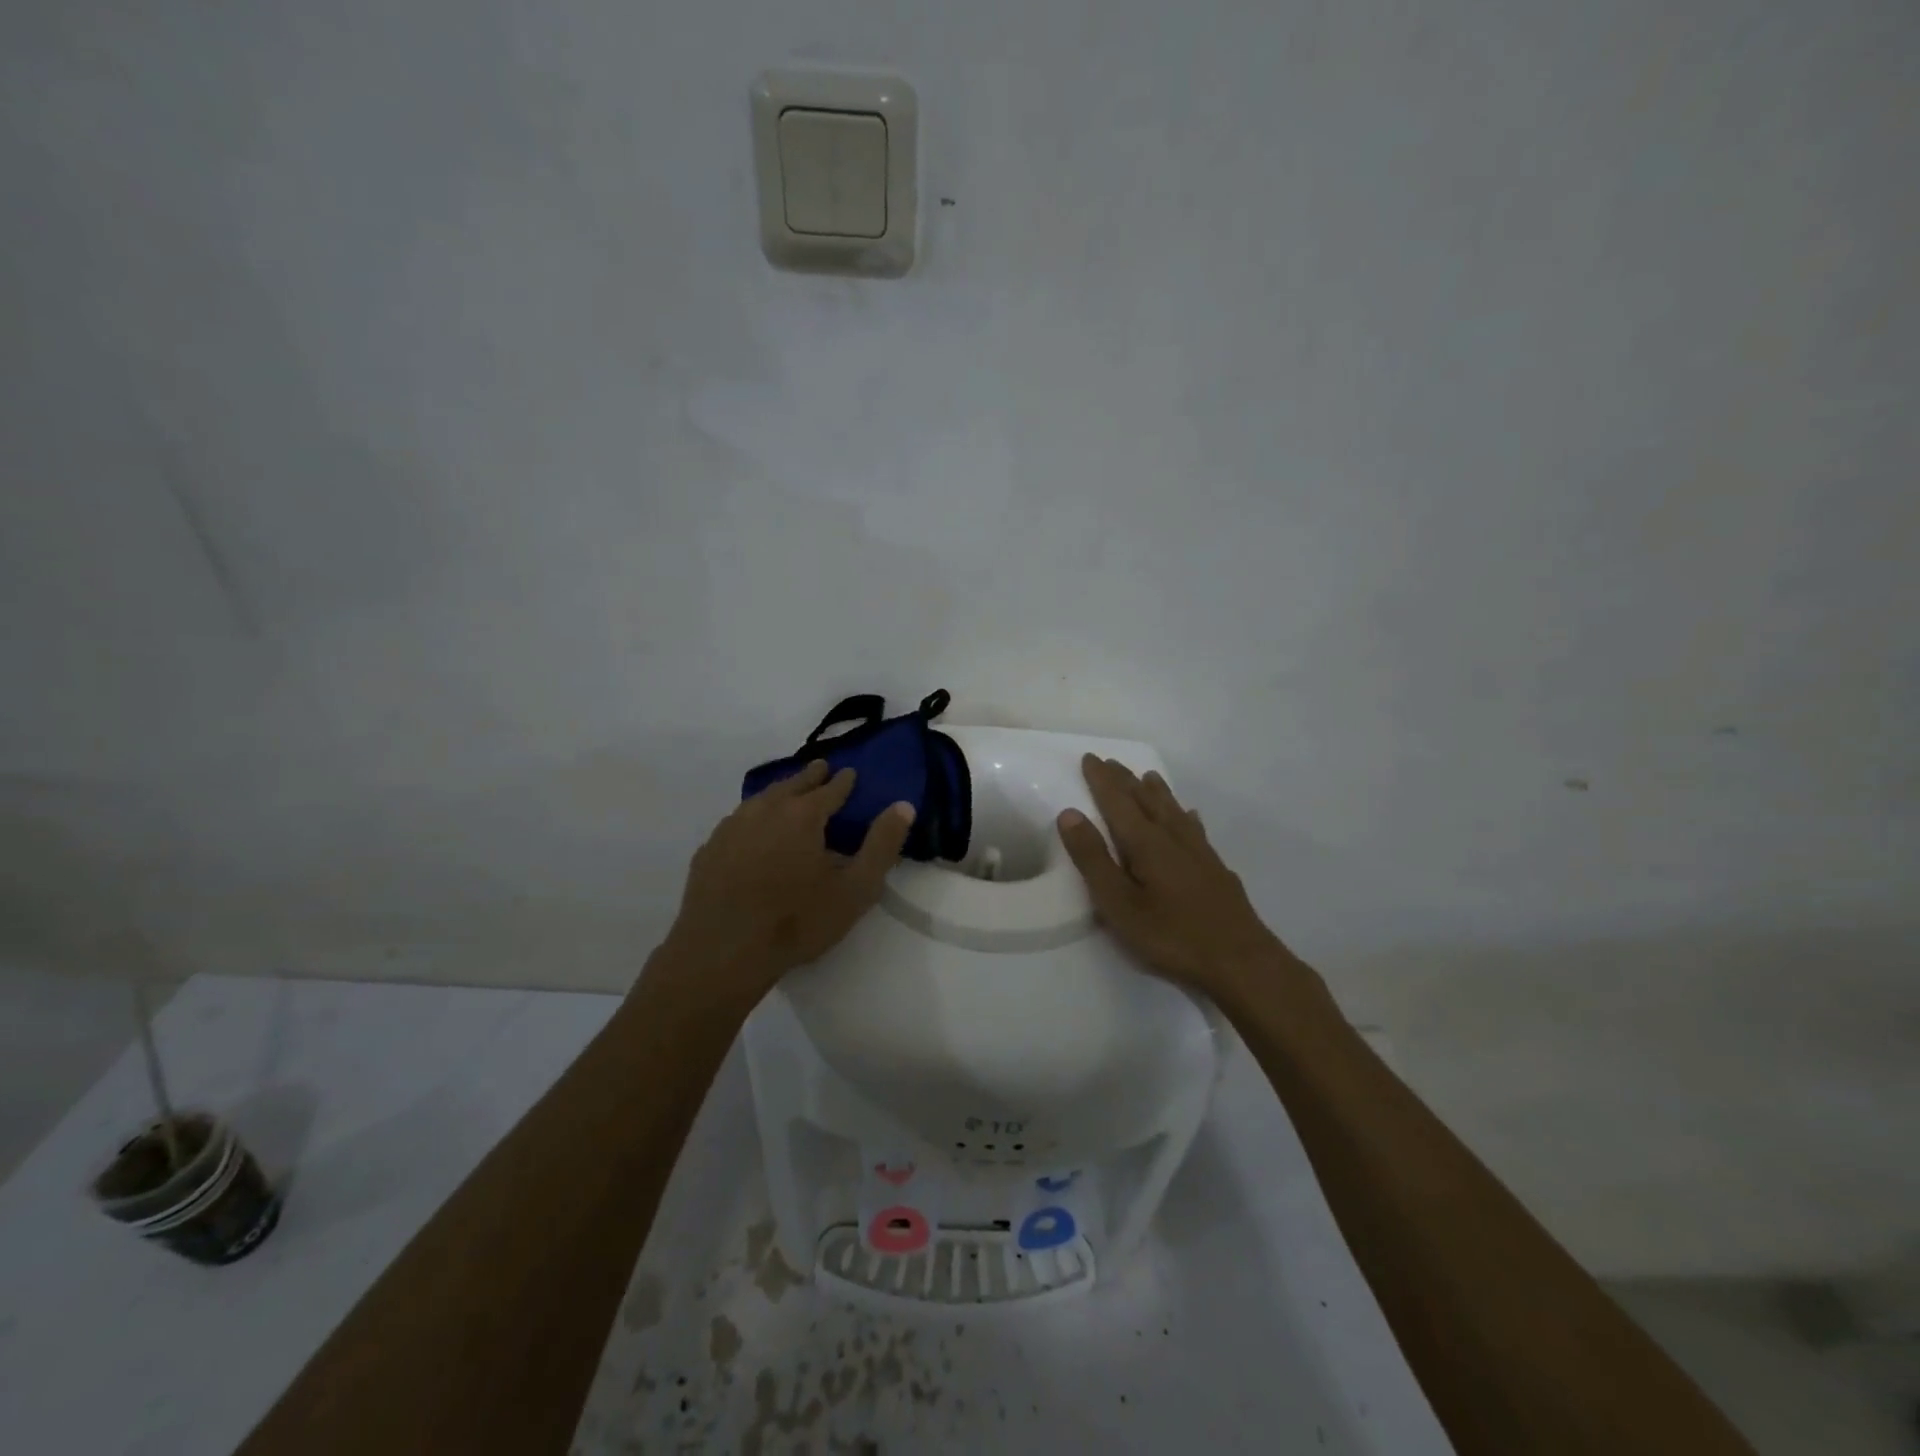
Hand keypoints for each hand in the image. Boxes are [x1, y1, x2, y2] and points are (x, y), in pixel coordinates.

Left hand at [664, 759, 915, 993]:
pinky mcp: (709, 850)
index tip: (850, 773)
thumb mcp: (855, 889)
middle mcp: (766, 810)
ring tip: (788, 793)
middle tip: (820, 769)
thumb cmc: (797, 921)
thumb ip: (882, 845)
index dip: (843, 781)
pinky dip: (752, 816)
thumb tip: (904, 805)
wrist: (723, 952)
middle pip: (792, 785)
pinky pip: (737, 821)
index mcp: (803, 815)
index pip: (830, 788)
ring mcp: (732, 828)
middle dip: (810, 776)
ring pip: (761, 799)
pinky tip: (751, 830)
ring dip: (779, 792)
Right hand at [1056, 755, 1289, 997]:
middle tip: (1110, 762)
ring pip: (1174, 811)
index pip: (1118, 801)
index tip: (1090, 758)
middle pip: (1146, 800)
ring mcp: (1200, 853)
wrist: (1241, 962)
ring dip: (1157, 792)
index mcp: (1146, 843)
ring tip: (1148, 777)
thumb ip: (1093, 858)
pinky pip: (1196, 829)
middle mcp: (1174, 838)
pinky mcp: (1216, 870)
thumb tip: (1070, 813)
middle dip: (1125, 780)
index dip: (1102, 780)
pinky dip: (1186, 816)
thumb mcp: (1119, 904)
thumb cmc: (1171, 936)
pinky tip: (1190, 817)